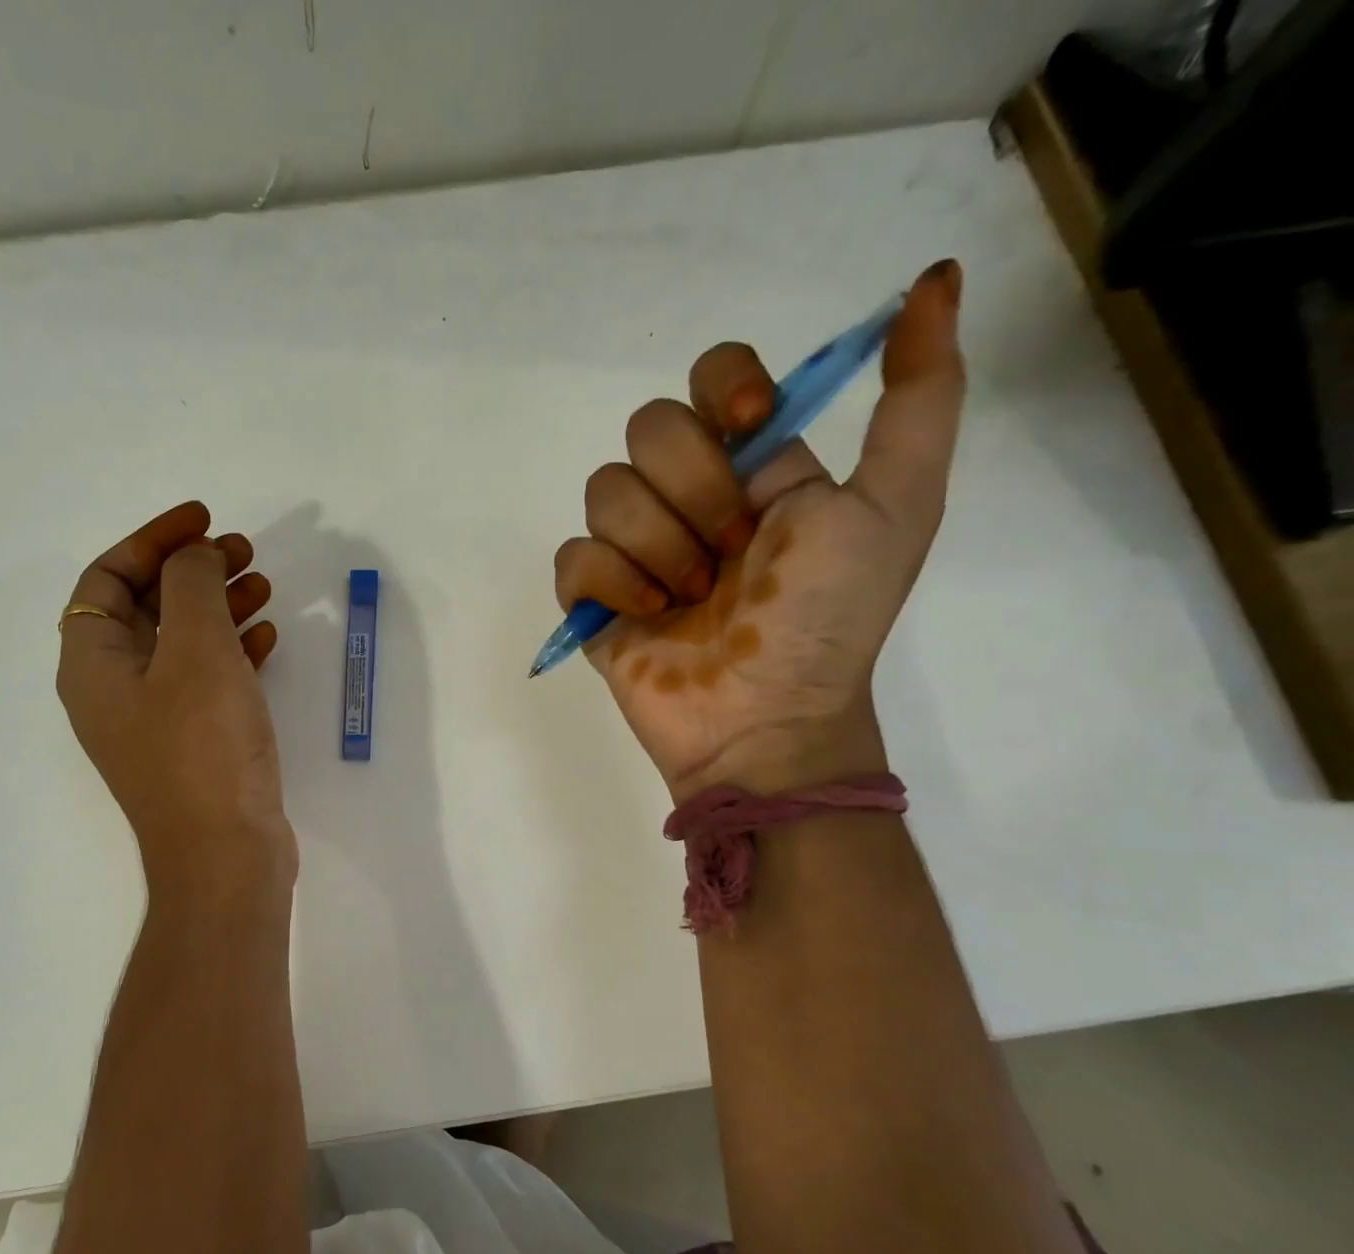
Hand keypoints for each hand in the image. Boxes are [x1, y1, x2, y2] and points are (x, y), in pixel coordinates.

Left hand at [56, 501, 294, 882]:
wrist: (225, 855)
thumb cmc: (203, 747)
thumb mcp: (196, 651)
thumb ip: (192, 586)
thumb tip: (195, 555)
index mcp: (93, 662)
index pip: (109, 578)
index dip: (153, 539)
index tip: (204, 520)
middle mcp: (115, 688)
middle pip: (148, 606)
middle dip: (194, 571)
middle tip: (244, 551)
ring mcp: (156, 719)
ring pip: (183, 642)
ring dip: (220, 607)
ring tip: (264, 586)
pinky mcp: (194, 742)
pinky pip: (208, 679)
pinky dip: (234, 650)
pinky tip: (269, 638)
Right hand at [553, 260, 964, 798]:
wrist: (766, 719)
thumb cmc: (828, 617)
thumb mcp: (896, 504)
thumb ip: (919, 398)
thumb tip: (935, 280)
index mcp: (754, 464)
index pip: (712, 374)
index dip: (723, 387)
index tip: (751, 429)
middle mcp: (688, 495)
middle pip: (650, 427)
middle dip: (694, 491)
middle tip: (732, 553)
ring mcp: (635, 548)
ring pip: (605, 489)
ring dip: (657, 546)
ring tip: (690, 598)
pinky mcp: (594, 597)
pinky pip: (572, 556)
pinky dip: (611, 583)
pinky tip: (646, 617)